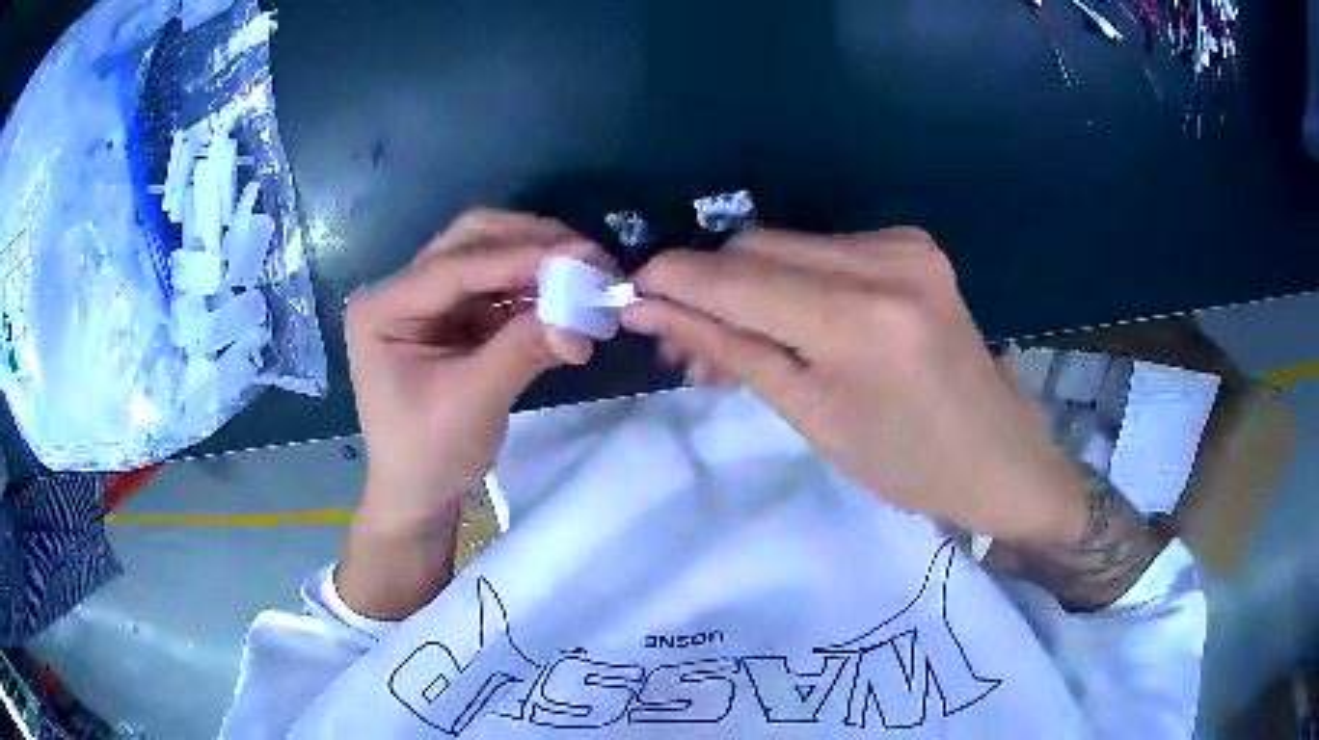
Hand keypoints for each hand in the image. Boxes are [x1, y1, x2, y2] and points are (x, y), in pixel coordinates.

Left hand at [337, 209, 601, 616]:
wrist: (419, 497)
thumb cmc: (429, 455)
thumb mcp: (474, 402)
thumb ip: (524, 349)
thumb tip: (584, 315)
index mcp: (384, 308)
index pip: (457, 266)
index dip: (521, 257)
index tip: (583, 255)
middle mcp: (401, 292)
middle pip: (470, 242)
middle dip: (530, 244)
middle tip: (587, 258)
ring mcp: (428, 303)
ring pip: (488, 259)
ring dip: (538, 266)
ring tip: (588, 278)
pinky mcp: (453, 319)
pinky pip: (498, 290)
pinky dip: (534, 292)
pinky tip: (568, 301)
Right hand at [622, 229, 1090, 545]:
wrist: (997, 455)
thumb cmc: (906, 464)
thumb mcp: (812, 418)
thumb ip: (732, 351)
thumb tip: (654, 312)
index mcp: (860, 321)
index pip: (736, 280)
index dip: (672, 282)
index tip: (629, 298)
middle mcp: (885, 261)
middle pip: (756, 248)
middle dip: (706, 287)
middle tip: (683, 342)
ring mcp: (904, 244)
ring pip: (786, 244)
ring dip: (745, 284)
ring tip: (730, 342)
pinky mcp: (913, 243)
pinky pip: (823, 249)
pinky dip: (790, 278)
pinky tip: (787, 320)